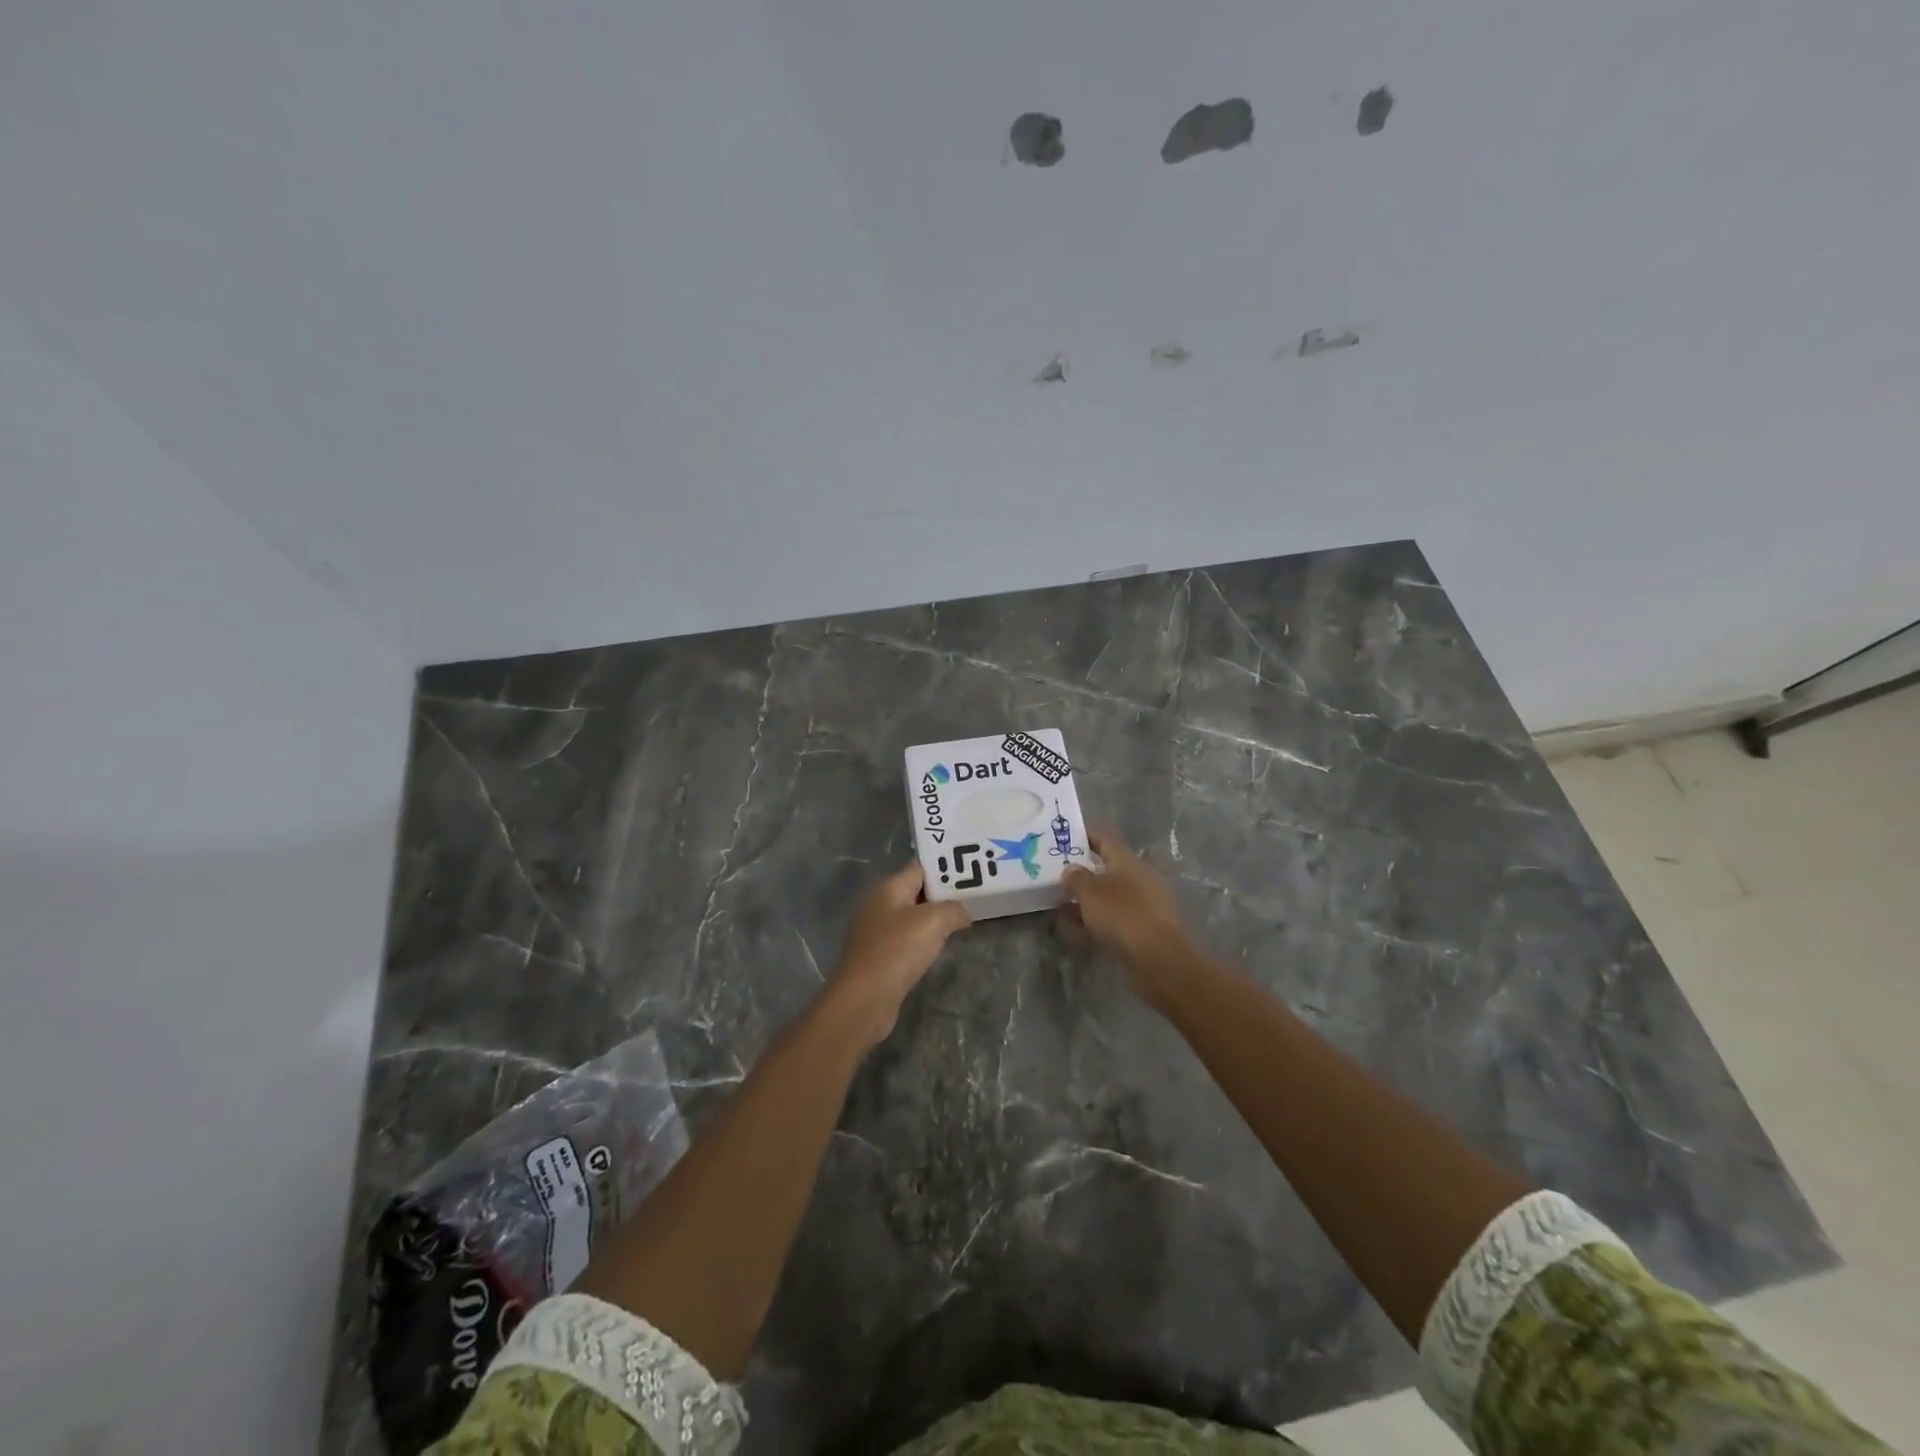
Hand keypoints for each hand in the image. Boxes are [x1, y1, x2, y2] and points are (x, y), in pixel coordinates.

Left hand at [829, 862, 970, 1042]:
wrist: (864, 999)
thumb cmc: (897, 951)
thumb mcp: (933, 922)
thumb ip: (953, 909)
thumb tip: (963, 912)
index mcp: (888, 887)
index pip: (920, 866)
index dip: (945, 867)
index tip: (972, 872)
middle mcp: (879, 904)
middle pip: (916, 890)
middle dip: (943, 894)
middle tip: (973, 898)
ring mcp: (875, 931)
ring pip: (912, 916)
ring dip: (934, 919)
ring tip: (962, 922)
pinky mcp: (877, 955)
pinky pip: (906, 939)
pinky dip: (923, 940)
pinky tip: (938, 949)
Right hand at [1060, 829, 1194, 1009]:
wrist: (1159, 960)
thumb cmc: (1123, 915)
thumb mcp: (1091, 892)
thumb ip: (1076, 877)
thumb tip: (1071, 869)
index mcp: (1128, 862)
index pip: (1105, 840)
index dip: (1084, 836)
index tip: (1063, 837)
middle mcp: (1136, 880)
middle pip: (1105, 870)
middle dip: (1081, 872)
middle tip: (1054, 875)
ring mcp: (1140, 907)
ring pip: (1106, 898)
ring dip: (1083, 901)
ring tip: (1056, 904)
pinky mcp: (1140, 932)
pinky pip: (1110, 921)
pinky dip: (1091, 923)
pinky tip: (1070, 930)